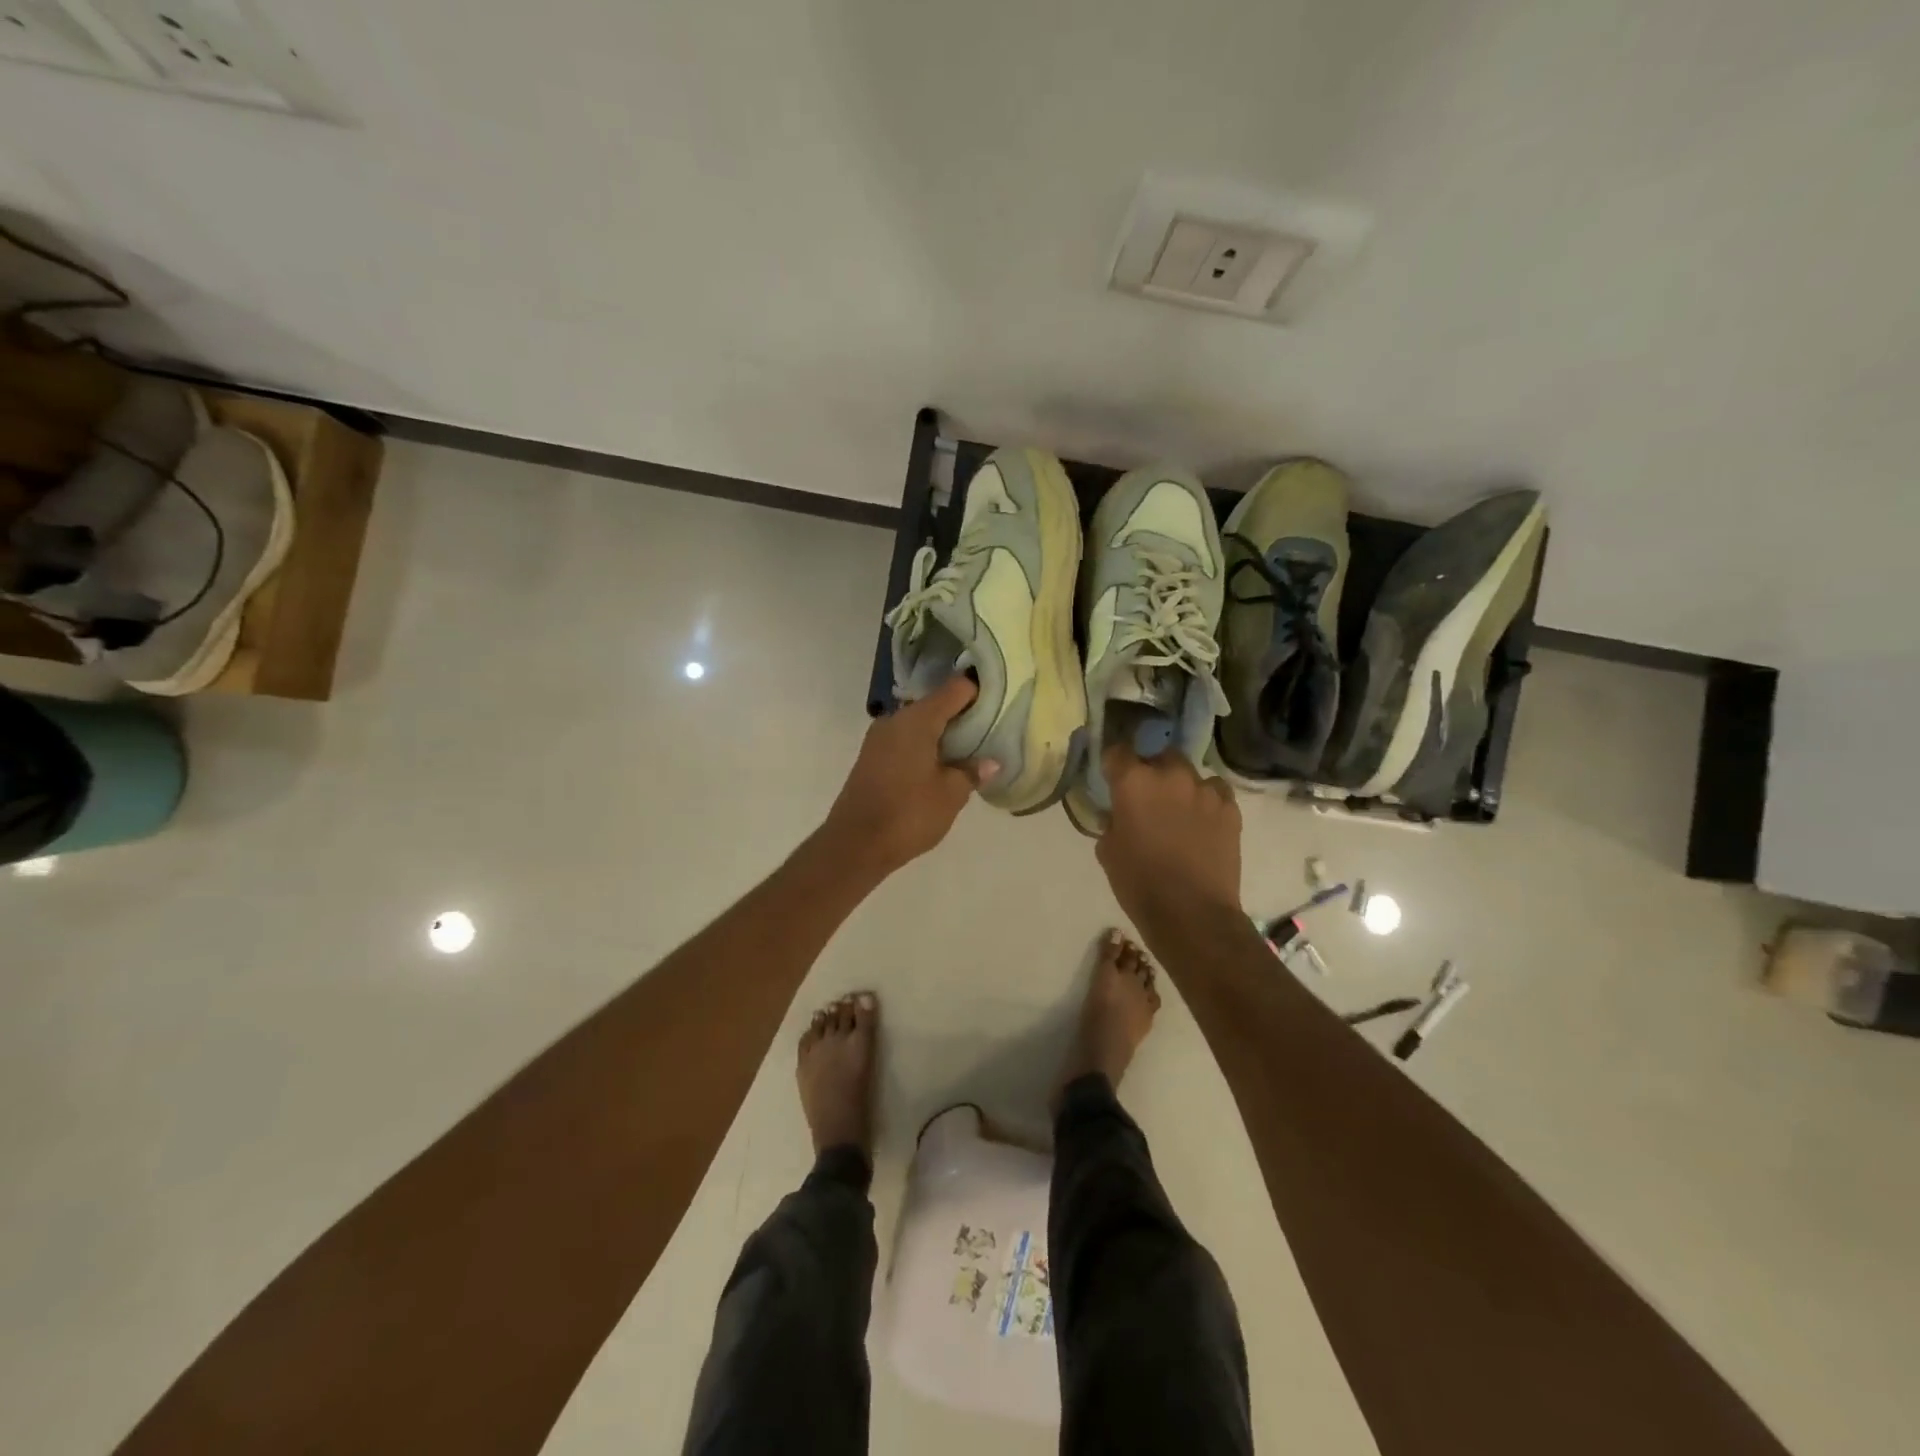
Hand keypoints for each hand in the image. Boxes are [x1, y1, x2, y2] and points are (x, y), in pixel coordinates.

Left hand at [821, 675, 998, 876]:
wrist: (855, 844)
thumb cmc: (908, 813)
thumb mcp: (951, 794)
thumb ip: (971, 772)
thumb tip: (990, 762)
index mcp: (917, 720)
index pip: (955, 689)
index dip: (979, 692)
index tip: (999, 702)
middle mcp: (895, 720)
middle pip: (936, 704)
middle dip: (962, 715)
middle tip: (990, 730)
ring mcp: (879, 738)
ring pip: (919, 724)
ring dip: (943, 734)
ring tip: (970, 751)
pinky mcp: (872, 757)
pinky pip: (905, 740)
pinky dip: (926, 747)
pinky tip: (942, 766)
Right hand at [1096, 743, 1242, 929]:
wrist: (1191, 913)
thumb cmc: (1139, 883)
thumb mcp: (1108, 851)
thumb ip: (1113, 821)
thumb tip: (1120, 814)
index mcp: (1133, 782)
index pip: (1118, 752)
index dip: (1114, 764)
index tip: (1113, 777)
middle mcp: (1170, 776)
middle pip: (1160, 756)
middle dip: (1153, 770)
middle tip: (1149, 796)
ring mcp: (1204, 790)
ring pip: (1190, 774)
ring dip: (1182, 787)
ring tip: (1180, 811)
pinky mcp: (1230, 809)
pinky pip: (1216, 793)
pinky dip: (1207, 801)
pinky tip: (1203, 822)